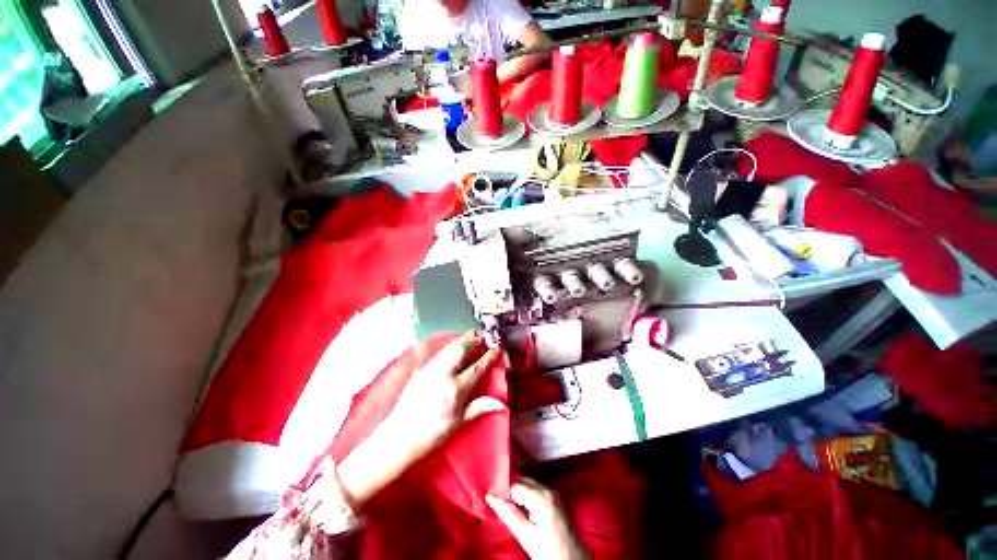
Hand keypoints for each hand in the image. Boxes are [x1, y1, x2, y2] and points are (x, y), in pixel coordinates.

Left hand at [337, 333, 505, 507]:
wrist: (401, 435)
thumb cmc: (434, 433)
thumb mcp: (459, 422)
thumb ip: (479, 407)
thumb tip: (501, 403)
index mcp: (456, 389)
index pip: (477, 367)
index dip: (489, 356)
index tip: (498, 347)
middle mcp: (444, 375)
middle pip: (462, 350)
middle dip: (474, 340)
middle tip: (484, 335)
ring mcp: (431, 370)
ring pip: (450, 348)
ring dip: (463, 339)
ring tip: (472, 335)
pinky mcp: (422, 369)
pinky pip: (440, 352)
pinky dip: (451, 345)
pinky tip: (454, 345)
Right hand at [486, 478, 588, 559]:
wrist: (572, 559)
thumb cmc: (549, 551)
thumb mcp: (526, 536)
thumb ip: (508, 514)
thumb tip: (491, 497)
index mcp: (541, 497)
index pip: (515, 485)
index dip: (502, 490)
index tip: (492, 496)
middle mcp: (547, 489)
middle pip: (522, 480)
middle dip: (508, 488)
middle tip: (496, 499)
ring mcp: (552, 492)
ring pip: (528, 483)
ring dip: (516, 490)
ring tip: (505, 502)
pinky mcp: (553, 497)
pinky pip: (534, 489)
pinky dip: (524, 493)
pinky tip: (518, 505)